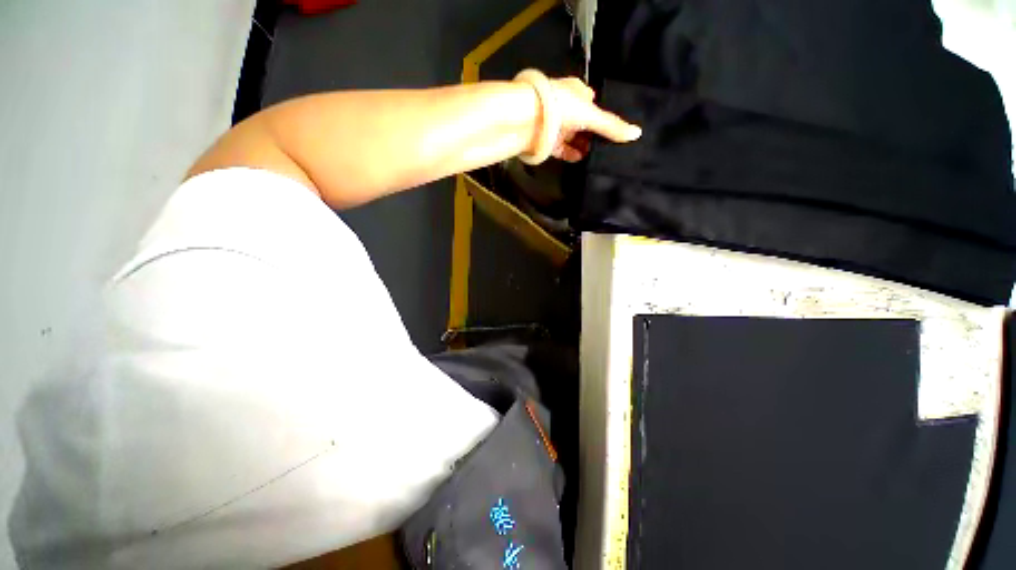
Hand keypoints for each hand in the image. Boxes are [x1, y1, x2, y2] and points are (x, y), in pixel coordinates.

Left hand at [549, 77, 641, 161]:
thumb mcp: (592, 115)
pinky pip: (562, 149)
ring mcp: (555, 125)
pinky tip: (581, 159)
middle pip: (583, 123)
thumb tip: (637, 133)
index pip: (592, 103)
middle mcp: (566, 107)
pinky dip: (571, 154)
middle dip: (593, 134)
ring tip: (598, 156)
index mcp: (576, 92)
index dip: (601, 115)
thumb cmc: (562, 107)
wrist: (529, 120)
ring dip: (584, 146)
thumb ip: (612, 126)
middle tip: (607, 146)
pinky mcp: (547, 141)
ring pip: (573, 137)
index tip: (612, 129)